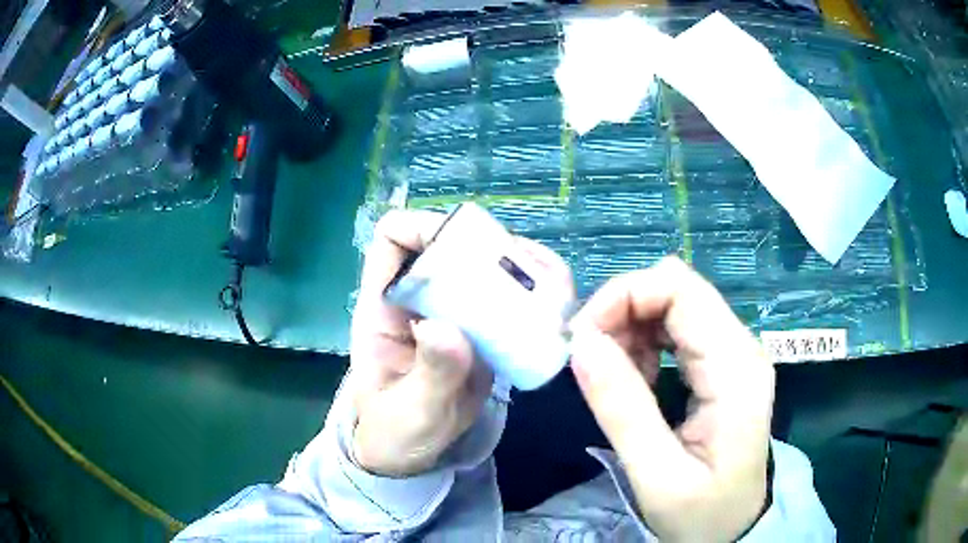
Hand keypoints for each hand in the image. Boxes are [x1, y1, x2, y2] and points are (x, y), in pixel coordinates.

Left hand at [349, 210, 571, 476]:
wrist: (416, 454)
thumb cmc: (396, 431)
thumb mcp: (410, 412)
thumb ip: (429, 374)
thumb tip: (446, 327)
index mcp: (384, 306)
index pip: (394, 237)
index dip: (423, 228)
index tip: (463, 250)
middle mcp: (421, 297)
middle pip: (452, 241)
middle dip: (490, 248)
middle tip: (527, 276)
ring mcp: (456, 310)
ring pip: (488, 264)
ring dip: (523, 269)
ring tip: (553, 292)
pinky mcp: (485, 329)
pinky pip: (511, 298)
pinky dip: (537, 296)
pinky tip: (557, 309)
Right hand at [569, 256, 774, 541]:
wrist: (736, 529)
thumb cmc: (702, 514)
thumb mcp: (657, 476)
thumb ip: (622, 409)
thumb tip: (581, 342)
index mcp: (736, 369)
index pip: (680, 289)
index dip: (624, 296)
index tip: (581, 338)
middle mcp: (741, 347)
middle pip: (676, 288)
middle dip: (623, 309)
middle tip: (588, 357)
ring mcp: (734, 353)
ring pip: (674, 303)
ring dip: (631, 326)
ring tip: (611, 375)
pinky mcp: (723, 365)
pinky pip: (678, 329)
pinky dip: (644, 342)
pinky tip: (636, 380)